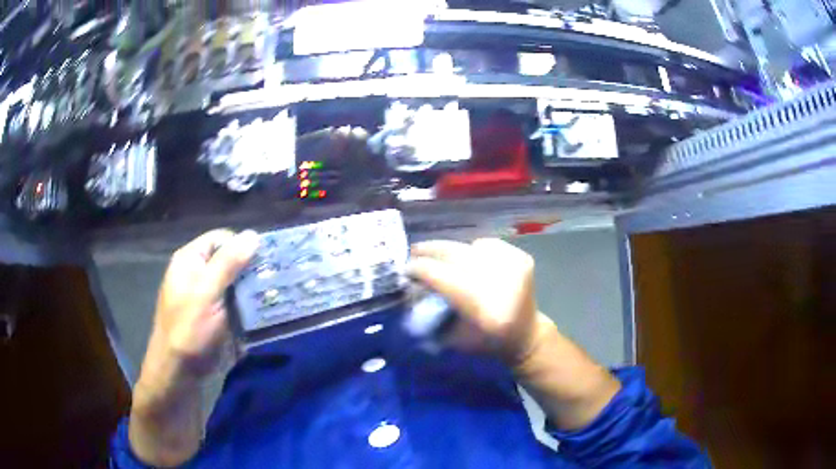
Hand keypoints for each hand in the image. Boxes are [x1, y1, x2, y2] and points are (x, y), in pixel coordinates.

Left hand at [140, 229, 258, 385]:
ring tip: (273, 295)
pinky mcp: (214, 315)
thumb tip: (254, 234)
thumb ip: (228, 263)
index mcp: (190, 260)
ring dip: (252, 288)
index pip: (222, 238)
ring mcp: (205, 295)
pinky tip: (262, 311)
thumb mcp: (207, 293)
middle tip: (273, 280)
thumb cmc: (189, 329)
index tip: (264, 262)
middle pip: (229, 259)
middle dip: (250, 269)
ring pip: (234, 282)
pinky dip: (248, 304)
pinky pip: (235, 301)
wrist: (179, 372)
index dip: (243, 246)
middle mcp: (197, 273)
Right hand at [410, 238, 619, 429]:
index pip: (443, 277)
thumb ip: (431, 312)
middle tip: (414, 251)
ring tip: (444, 260)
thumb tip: (411, 284)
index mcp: (482, 310)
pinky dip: (475, 250)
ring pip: (470, 246)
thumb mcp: (453, 338)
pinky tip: (473, 262)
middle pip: (456, 255)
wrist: (527, 336)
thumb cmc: (487, 342)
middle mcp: (500, 283)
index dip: (420, 269)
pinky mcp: (523, 258)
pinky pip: (488, 244)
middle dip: (430, 250)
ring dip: (453, 252)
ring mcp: (515, 267)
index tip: (405, 267)